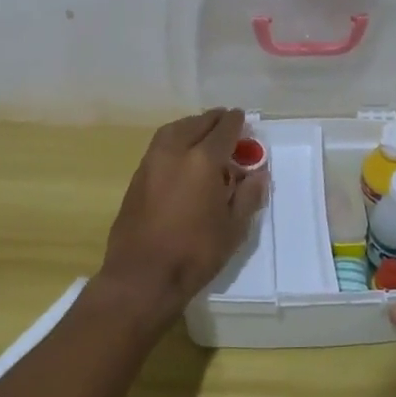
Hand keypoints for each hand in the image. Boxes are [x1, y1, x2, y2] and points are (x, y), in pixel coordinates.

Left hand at [97, 108, 268, 325]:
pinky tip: (182, 154)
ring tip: (204, 133)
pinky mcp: (137, 175)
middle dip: (215, 120)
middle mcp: (175, 151)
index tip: (244, 119)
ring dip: (192, 125)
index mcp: (203, 160)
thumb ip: (248, 195)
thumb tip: (258, 173)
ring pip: (175, 129)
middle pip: (197, 123)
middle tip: (227, 123)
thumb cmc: (194, 253)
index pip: (224, 129)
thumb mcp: (233, 228)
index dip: (237, 122)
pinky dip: (175, 138)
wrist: (141, 277)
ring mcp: (152, 161)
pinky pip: (161, 144)